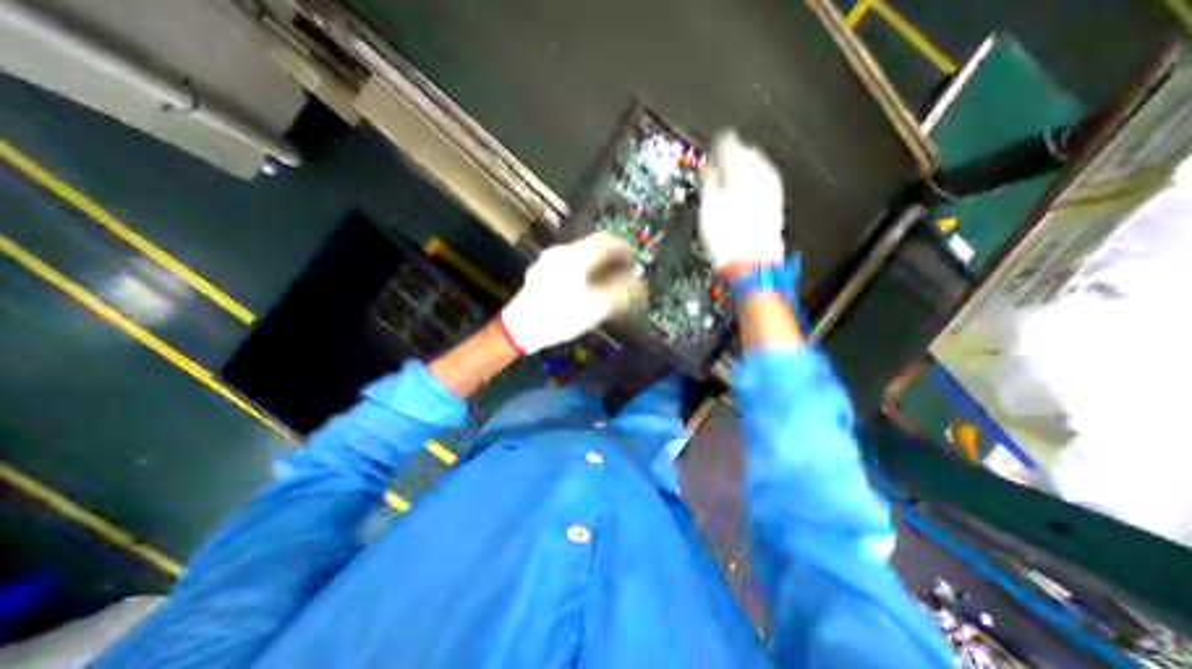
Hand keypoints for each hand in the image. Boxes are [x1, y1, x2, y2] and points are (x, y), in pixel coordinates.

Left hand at [499, 232, 638, 351]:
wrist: (520, 328)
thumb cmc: (560, 317)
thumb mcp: (595, 308)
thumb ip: (617, 291)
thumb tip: (632, 281)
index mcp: (575, 257)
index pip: (604, 241)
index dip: (622, 248)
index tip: (633, 259)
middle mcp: (560, 252)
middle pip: (592, 246)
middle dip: (610, 257)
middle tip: (622, 271)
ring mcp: (548, 260)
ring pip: (579, 255)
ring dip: (596, 263)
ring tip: (607, 280)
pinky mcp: (541, 271)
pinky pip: (569, 263)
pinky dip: (583, 269)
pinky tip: (586, 285)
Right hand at [700, 129, 783, 272]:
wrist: (751, 260)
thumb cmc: (725, 235)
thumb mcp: (708, 208)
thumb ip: (709, 182)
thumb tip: (709, 168)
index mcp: (740, 170)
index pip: (729, 143)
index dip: (717, 145)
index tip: (710, 150)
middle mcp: (759, 172)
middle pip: (746, 151)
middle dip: (733, 154)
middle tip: (719, 163)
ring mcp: (771, 186)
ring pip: (758, 164)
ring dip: (744, 166)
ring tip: (731, 176)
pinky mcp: (776, 199)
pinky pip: (765, 178)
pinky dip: (754, 179)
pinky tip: (747, 188)